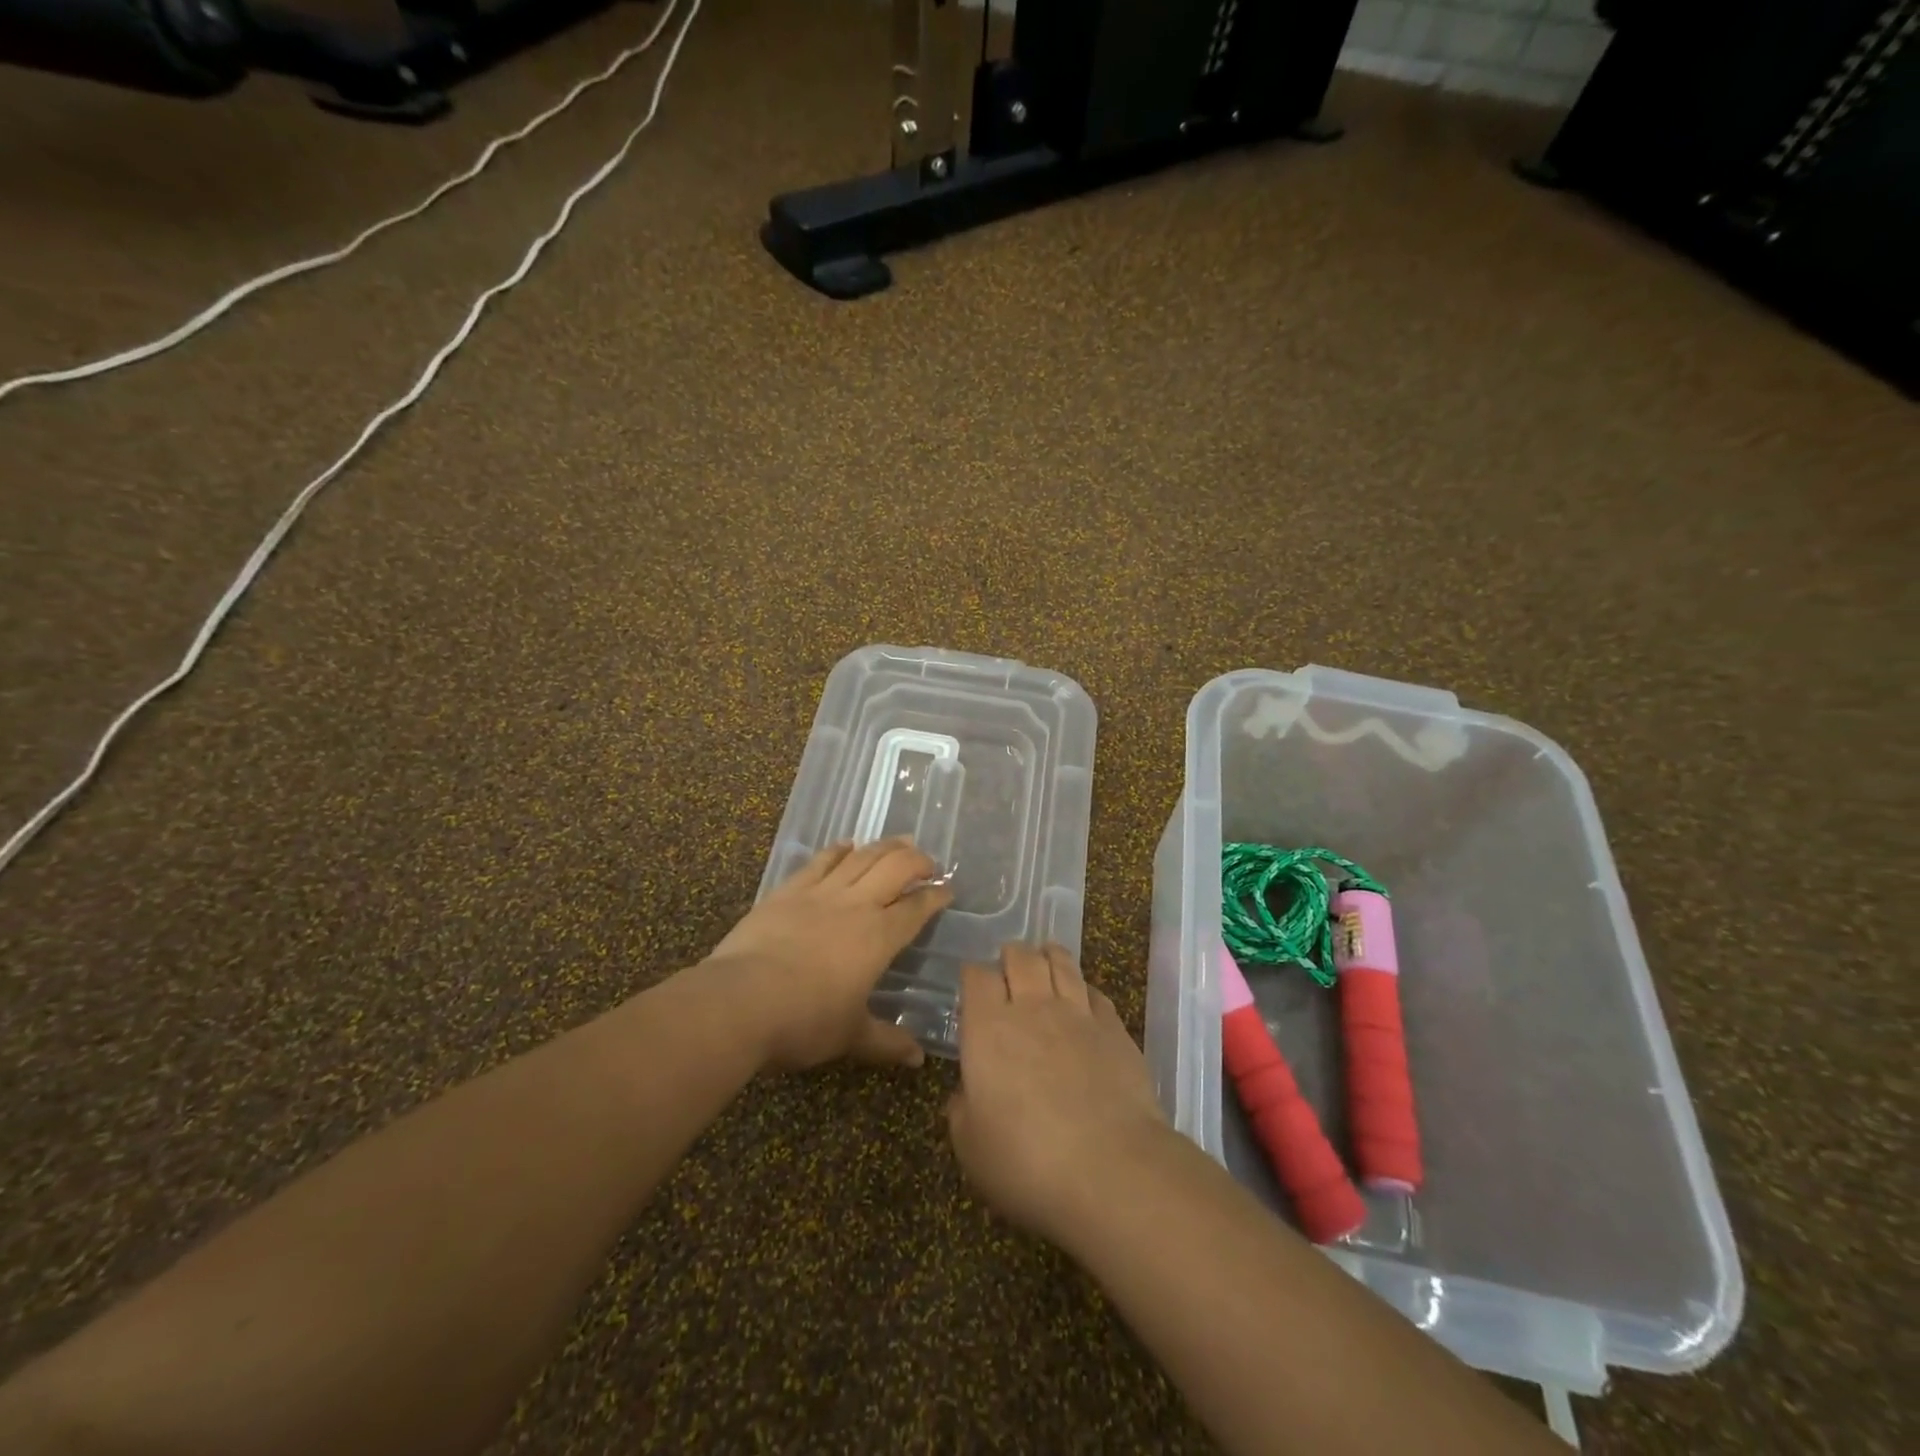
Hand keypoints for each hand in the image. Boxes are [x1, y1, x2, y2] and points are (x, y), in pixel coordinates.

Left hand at [707, 838, 952, 1072]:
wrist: (741, 1000)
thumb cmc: (805, 1020)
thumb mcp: (850, 1036)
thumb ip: (886, 1042)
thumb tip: (918, 1060)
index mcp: (879, 937)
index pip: (917, 908)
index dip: (936, 897)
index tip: (948, 890)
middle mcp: (856, 905)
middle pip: (895, 868)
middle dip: (917, 860)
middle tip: (928, 862)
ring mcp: (820, 893)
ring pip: (861, 857)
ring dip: (885, 846)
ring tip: (900, 841)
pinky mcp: (788, 891)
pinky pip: (820, 861)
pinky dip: (838, 849)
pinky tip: (847, 844)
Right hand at [945, 944, 1171, 1245]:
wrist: (1111, 1169)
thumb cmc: (1027, 1161)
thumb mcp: (971, 1148)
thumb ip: (961, 1112)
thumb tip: (964, 1094)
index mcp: (988, 1028)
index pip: (977, 976)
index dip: (972, 976)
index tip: (972, 987)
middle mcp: (1032, 1007)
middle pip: (1020, 957)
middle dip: (1010, 956)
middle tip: (1008, 968)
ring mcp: (1078, 1014)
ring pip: (1061, 962)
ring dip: (1049, 956)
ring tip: (1045, 959)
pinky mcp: (1115, 1029)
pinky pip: (1096, 992)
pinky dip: (1084, 989)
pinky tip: (1083, 999)